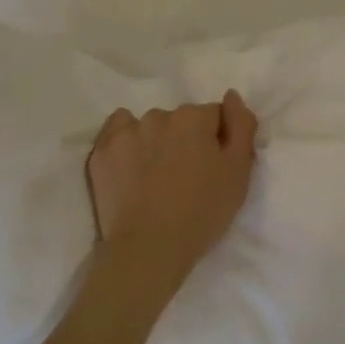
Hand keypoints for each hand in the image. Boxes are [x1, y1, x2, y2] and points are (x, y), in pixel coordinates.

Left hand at [86, 91, 258, 301]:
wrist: (148, 248)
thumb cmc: (202, 212)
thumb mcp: (239, 172)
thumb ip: (242, 126)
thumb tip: (231, 96)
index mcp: (195, 117)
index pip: (214, 116)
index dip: (216, 141)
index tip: (213, 168)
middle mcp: (160, 115)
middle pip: (181, 120)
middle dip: (186, 140)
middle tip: (186, 177)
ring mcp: (127, 132)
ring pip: (151, 126)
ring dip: (157, 142)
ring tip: (156, 178)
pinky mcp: (102, 151)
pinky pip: (118, 130)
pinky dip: (127, 141)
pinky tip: (131, 166)